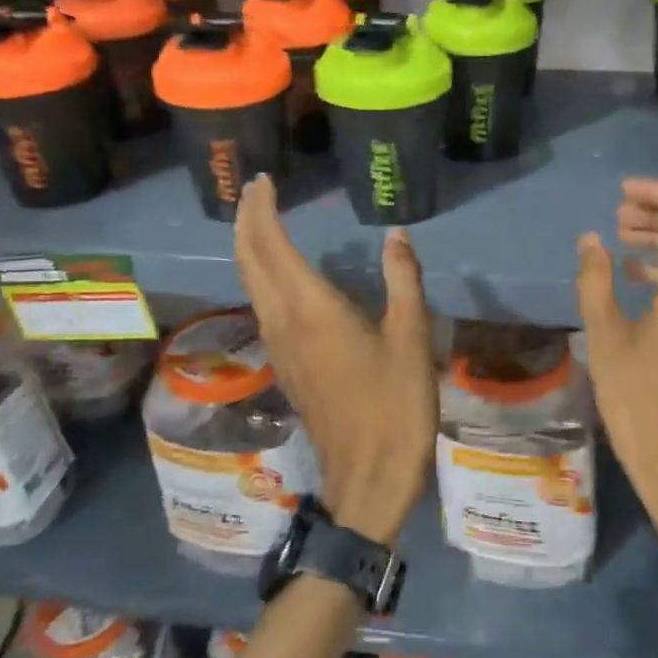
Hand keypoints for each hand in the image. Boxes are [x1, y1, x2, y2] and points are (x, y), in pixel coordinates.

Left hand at [234, 175, 437, 545]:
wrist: (369, 476)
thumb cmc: (395, 405)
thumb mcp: (411, 337)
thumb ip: (403, 279)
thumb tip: (396, 235)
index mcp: (312, 309)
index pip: (270, 245)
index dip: (262, 209)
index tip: (264, 181)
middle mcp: (283, 321)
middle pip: (248, 260)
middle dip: (246, 220)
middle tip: (257, 191)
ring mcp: (279, 346)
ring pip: (249, 283)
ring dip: (249, 246)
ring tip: (262, 220)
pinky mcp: (285, 365)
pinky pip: (261, 304)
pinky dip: (260, 274)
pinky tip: (278, 273)